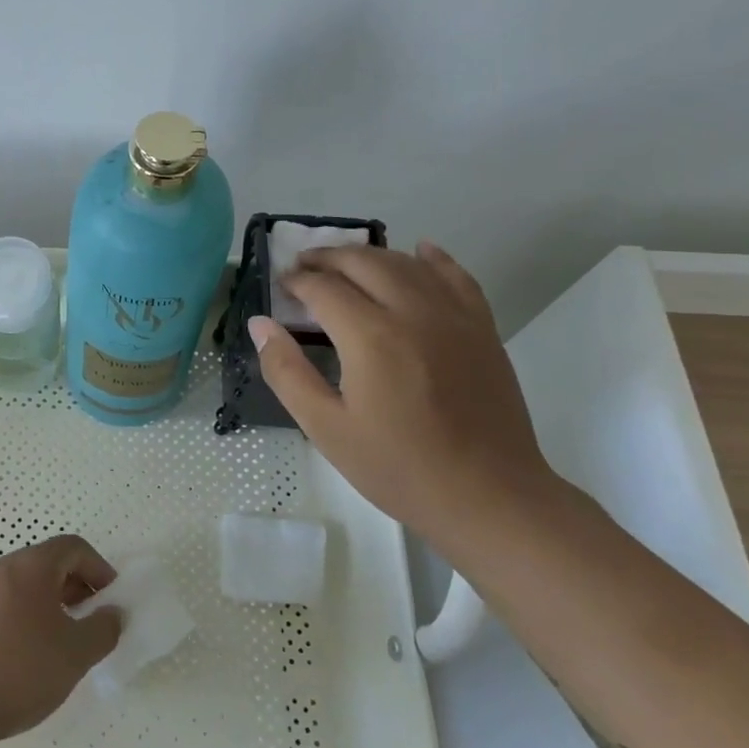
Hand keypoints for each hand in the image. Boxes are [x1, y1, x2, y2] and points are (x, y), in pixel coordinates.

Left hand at [0, 535, 121, 744]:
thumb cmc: (20, 669)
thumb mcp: (76, 653)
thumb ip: (104, 629)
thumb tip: (111, 614)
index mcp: (31, 565)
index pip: (73, 547)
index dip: (100, 568)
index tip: (112, 601)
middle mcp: (2, 569)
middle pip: (48, 563)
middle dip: (78, 586)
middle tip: (93, 621)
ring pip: (27, 585)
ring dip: (53, 604)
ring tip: (65, 642)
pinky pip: (7, 604)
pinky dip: (29, 617)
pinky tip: (32, 656)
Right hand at [247, 242, 558, 554]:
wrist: (487, 495)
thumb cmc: (397, 467)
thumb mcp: (326, 428)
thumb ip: (287, 371)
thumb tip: (260, 324)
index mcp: (371, 337)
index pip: (325, 288)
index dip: (297, 281)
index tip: (280, 285)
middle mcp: (414, 312)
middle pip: (365, 263)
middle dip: (328, 257)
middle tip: (303, 265)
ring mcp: (455, 317)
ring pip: (407, 264)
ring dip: (371, 255)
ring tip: (345, 262)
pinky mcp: (482, 328)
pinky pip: (457, 276)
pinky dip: (433, 258)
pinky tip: (420, 251)